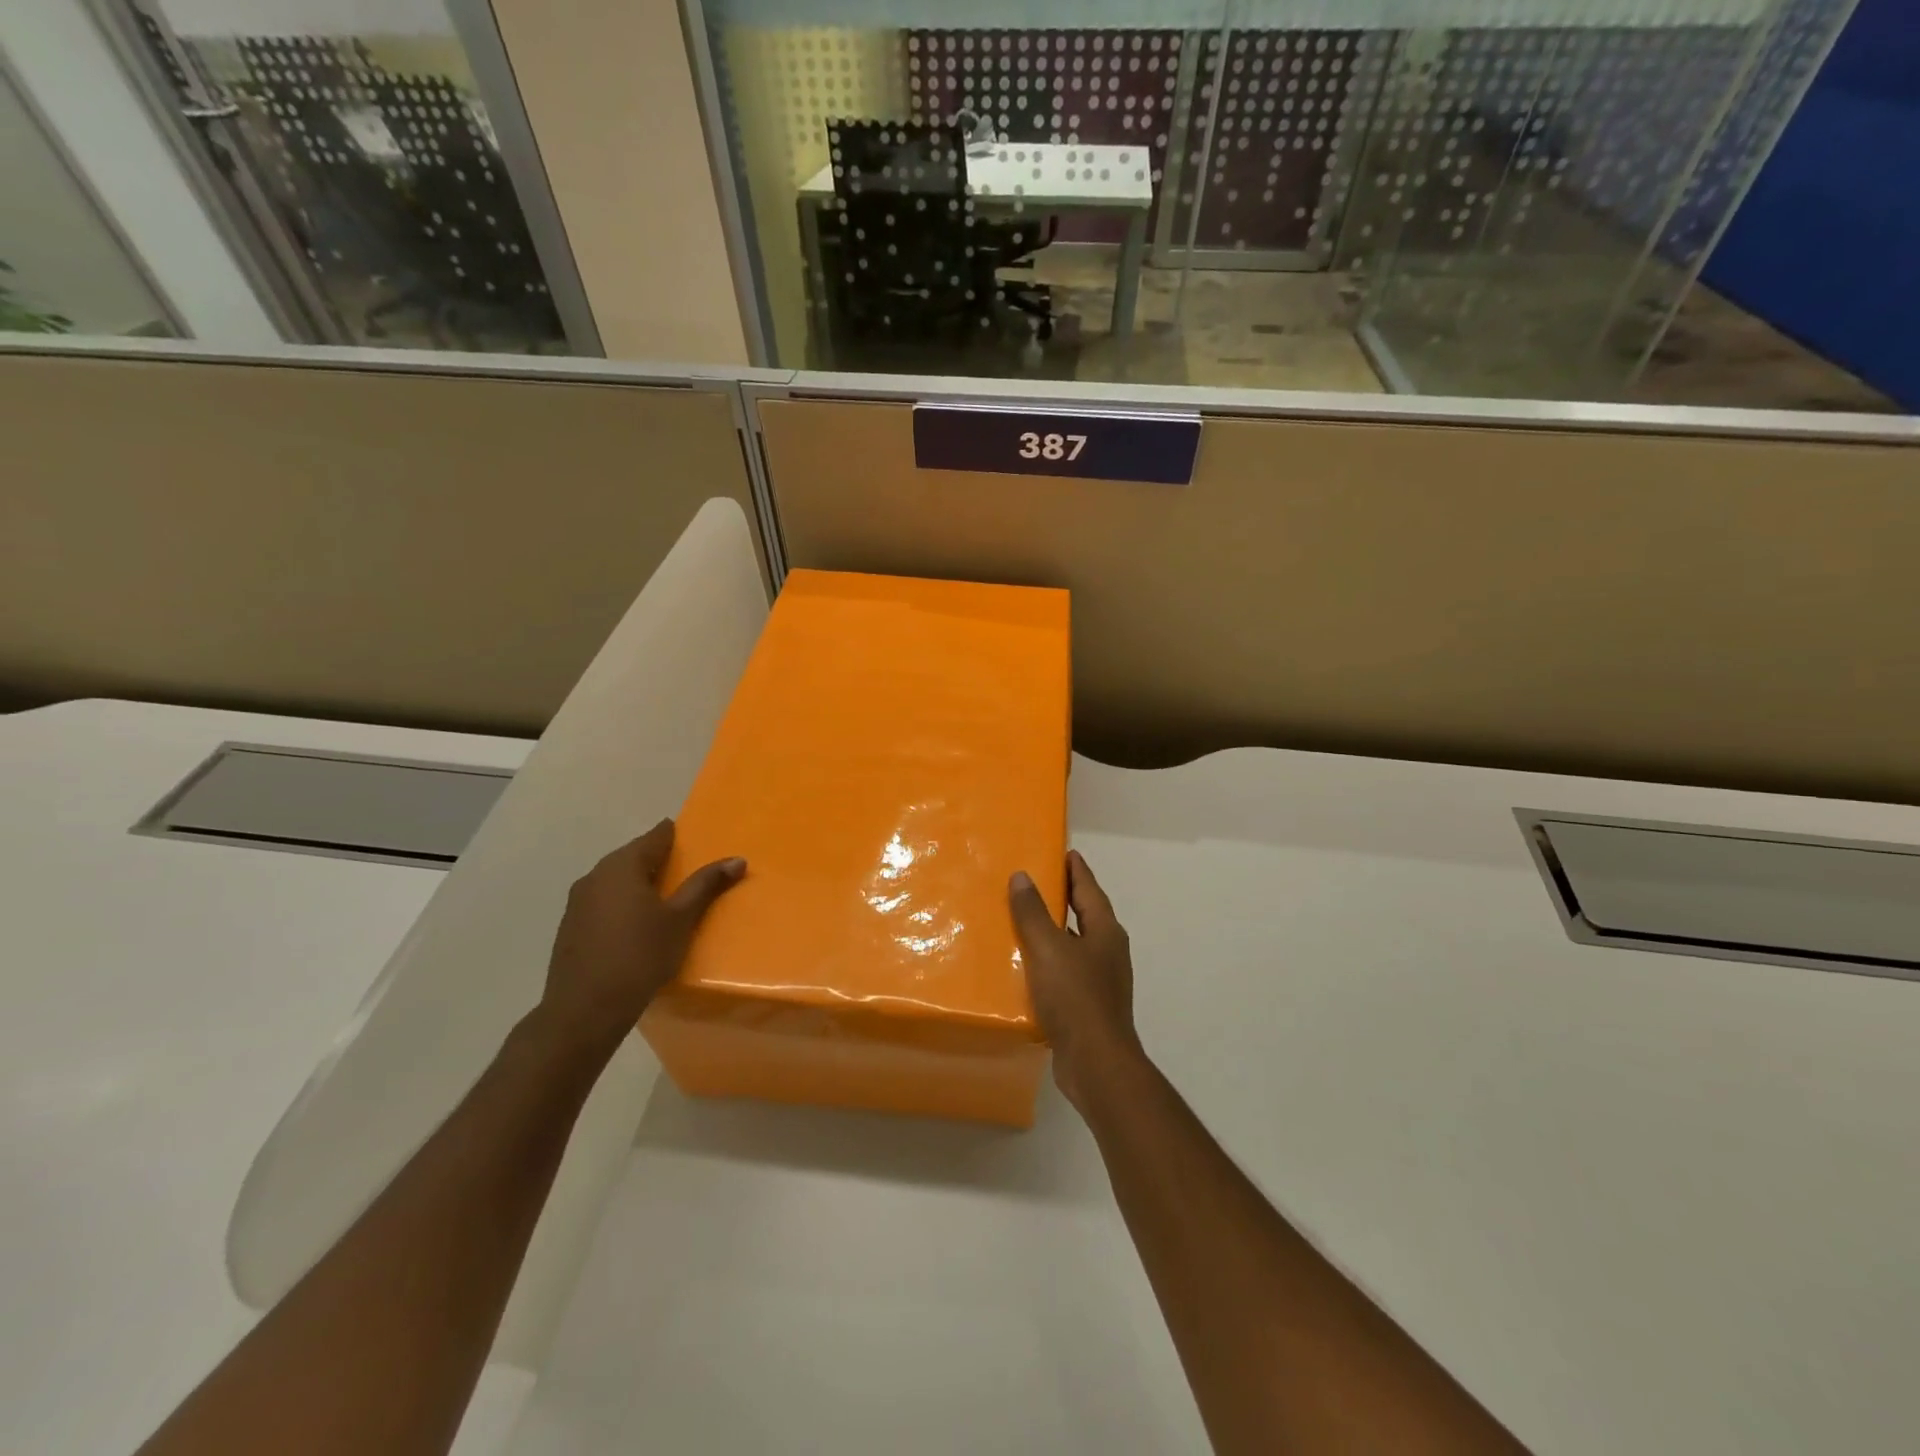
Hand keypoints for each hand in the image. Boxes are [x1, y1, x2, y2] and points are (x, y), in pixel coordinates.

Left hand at [537, 819, 744, 1061]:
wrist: (584, 1011)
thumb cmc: (639, 956)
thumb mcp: (681, 919)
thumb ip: (705, 885)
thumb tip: (737, 859)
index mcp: (623, 866)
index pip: (654, 837)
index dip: (674, 835)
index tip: (692, 839)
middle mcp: (595, 875)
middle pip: (632, 857)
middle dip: (657, 860)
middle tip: (686, 871)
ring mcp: (578, 902)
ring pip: (615, 880)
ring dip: (639, 883)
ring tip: (665, 899)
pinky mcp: (570, 927)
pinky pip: (603, 902)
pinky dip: (622, 904)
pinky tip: (636, 924)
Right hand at [1009, 850, 1142, 1110]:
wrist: (1095, 1063)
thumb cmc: (1075, 997)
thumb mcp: (1048, 948)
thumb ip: (1033, 912)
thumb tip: (1022, 876)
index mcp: (1105, 931)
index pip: (1089, 890)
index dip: (1076, 870)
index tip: (1065, 852)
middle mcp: (1108, 951)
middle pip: (1086, 915)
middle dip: (1065, 898)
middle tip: (1038, 881)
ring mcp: (1101, 981)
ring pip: (1075, 945)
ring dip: (1054, 932)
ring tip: (1024, 921)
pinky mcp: (1089, 1006)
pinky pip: (1066, 972)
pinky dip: (1049, 962)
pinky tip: (1027, 967)